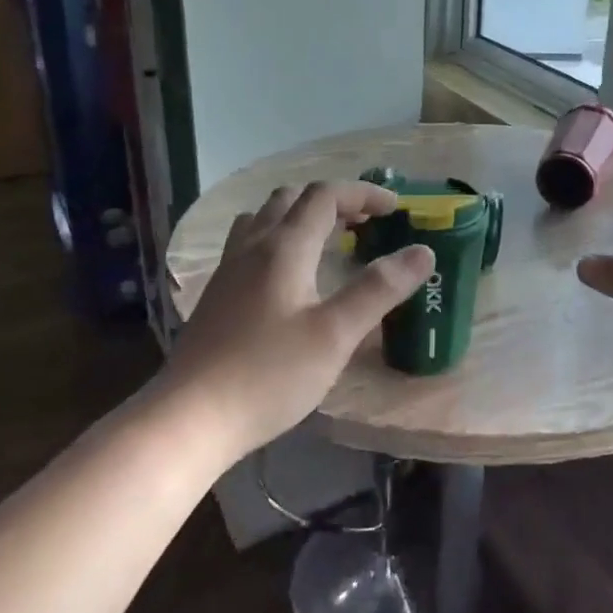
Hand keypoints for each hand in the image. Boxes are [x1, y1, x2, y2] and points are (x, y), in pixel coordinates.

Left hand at [160, 181, 433, 459]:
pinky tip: (289, 277)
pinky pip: (250, 244)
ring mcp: (228, 270)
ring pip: (265, 219)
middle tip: (365, 224)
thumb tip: (423, 251)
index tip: (395, 208)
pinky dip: (279, 239)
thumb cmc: (269, 374)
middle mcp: (252, 247)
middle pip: (291, 199)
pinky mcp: (217, 296)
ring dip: (301, 217)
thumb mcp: (335, 334)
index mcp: (284, 247)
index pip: (325, 195)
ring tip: (328, 242)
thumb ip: (379, 289)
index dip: (363, 193)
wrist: (189, 419)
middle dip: (334, 201)